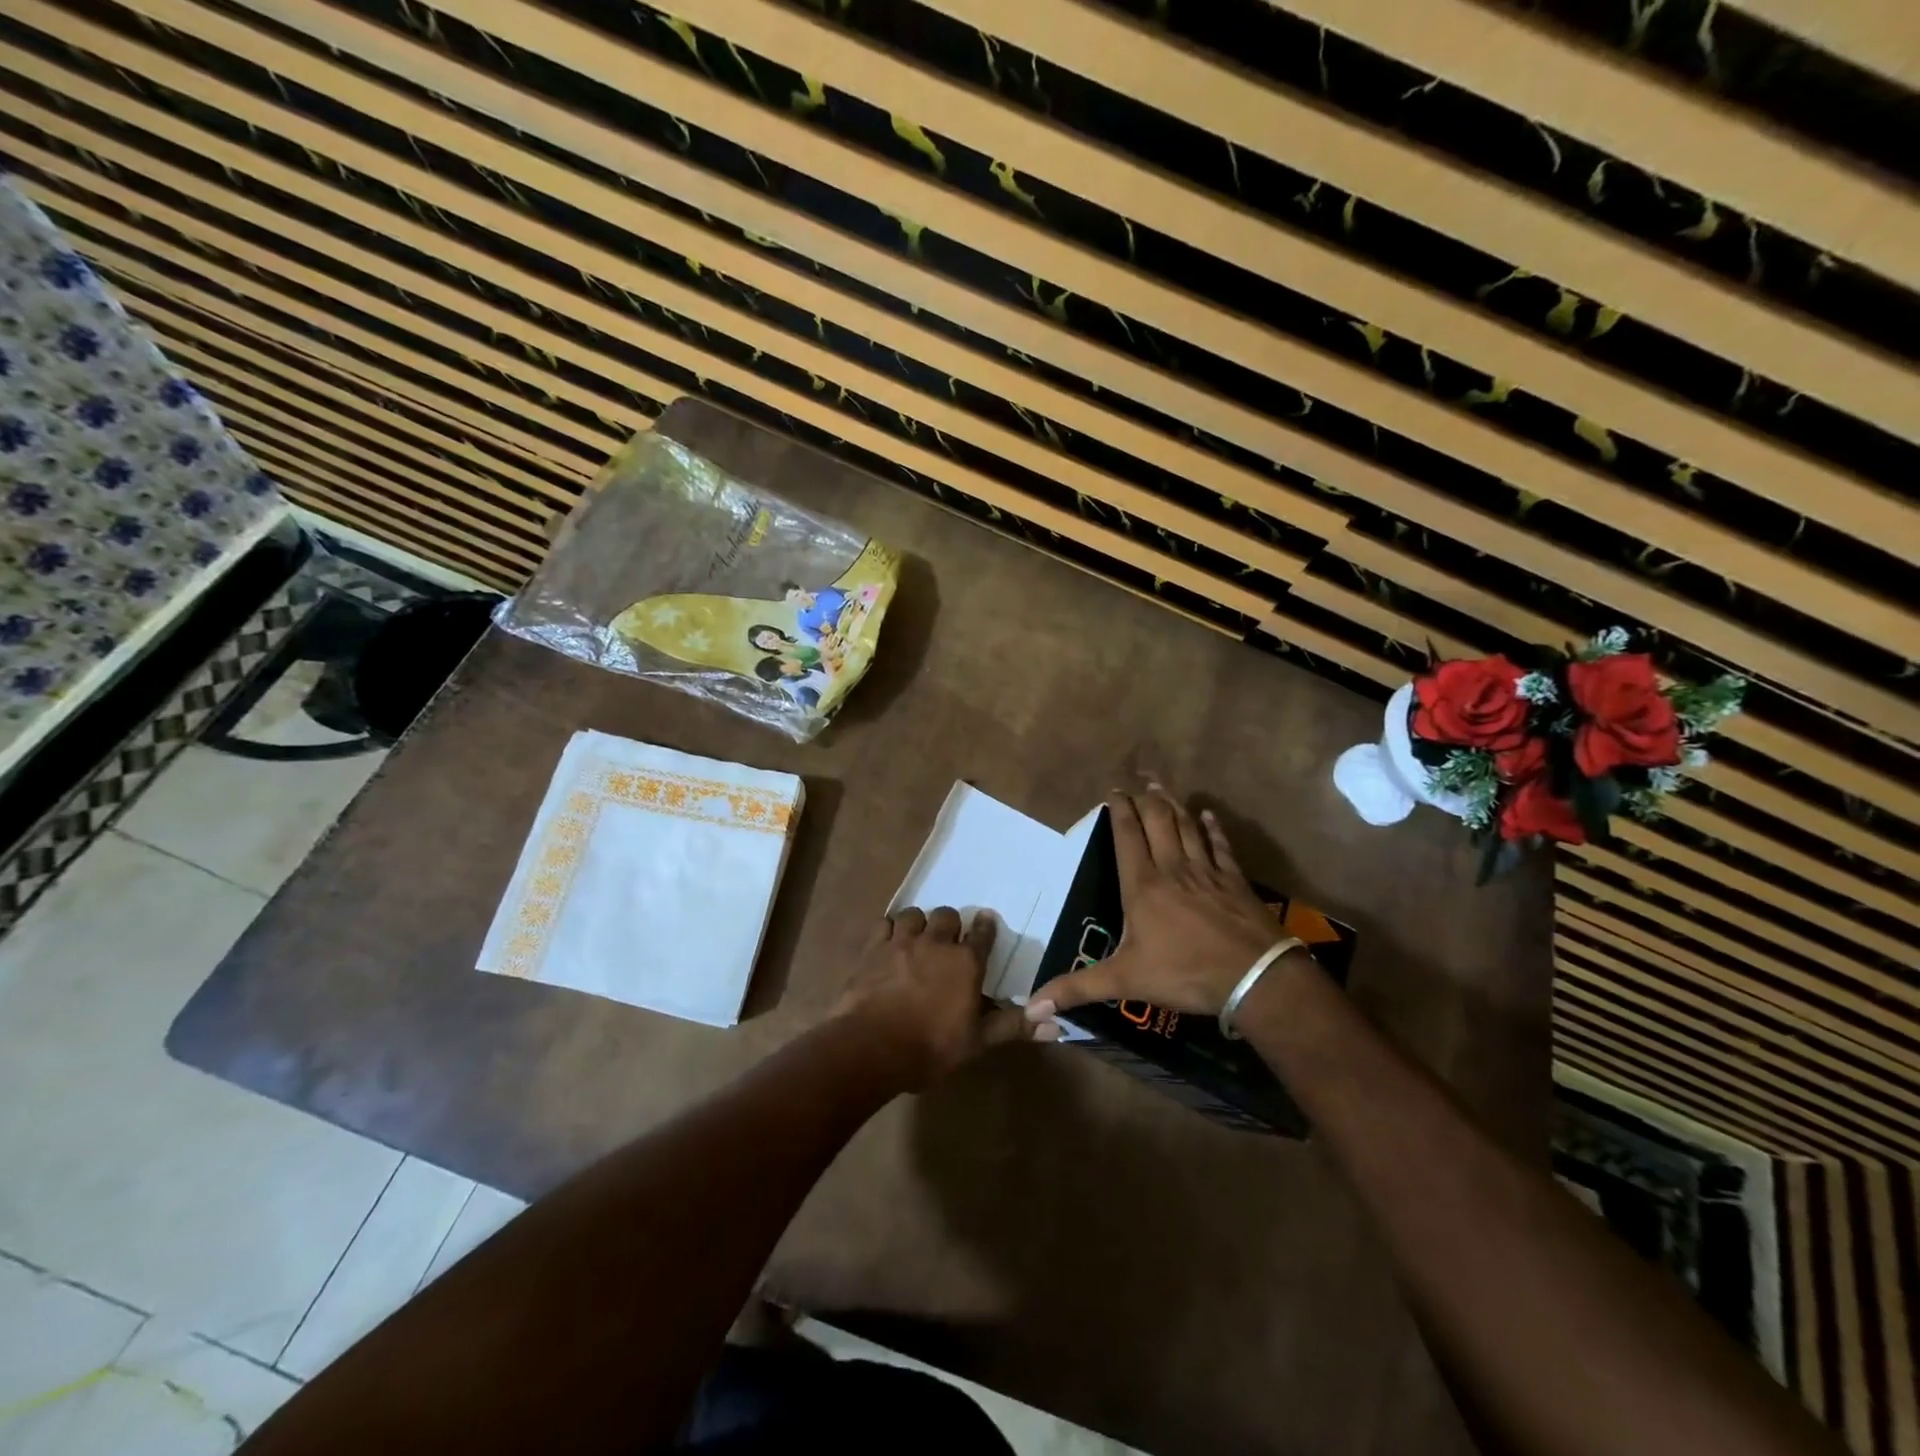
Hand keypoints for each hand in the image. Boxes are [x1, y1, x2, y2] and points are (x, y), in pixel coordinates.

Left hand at [836, 906, 1025, 1090]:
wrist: (871, 1047)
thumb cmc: (930, 1047)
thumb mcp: (977, 1042)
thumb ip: (1013, 1026)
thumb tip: (1056, 1024)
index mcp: (965, 962)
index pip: (982, 934)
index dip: (985, 927)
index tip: (986, 921)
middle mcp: (936, 943)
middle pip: (947, 916)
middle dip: (950, 924)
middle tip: (948, 939)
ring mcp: (902, 942)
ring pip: (914, 915)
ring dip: (918, 924)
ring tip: (917, 938)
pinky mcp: (873, 948)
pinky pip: (884, 924)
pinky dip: (889, 930)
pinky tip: (889, 943)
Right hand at [1027, 784, 1290, 1024]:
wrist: (1254, 977)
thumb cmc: (1184, 973)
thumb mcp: (1125, 981)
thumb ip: (1078, 989)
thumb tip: (1031, 1008)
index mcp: (1142, 886)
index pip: (1127, 837)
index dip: (1119, 811)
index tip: (1113, 792)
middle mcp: (1172, 869)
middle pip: (1158, 822)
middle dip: (1146, 798)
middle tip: (1139, 780)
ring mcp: (1207, 872)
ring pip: (1187, 827)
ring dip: (1174, 804)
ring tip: (1163, 787)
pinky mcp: (1235, 881)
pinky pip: (1220, 846)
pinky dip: (1213, 829)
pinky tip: (1208, 816)